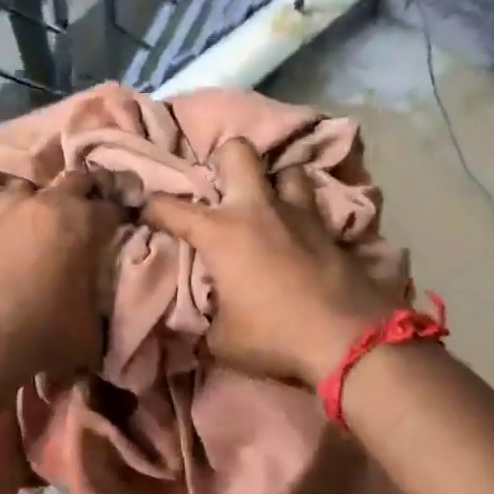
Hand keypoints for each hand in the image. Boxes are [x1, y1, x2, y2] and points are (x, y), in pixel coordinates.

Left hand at [0, 170, 122, 379]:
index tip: (125, 229)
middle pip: (75, 180)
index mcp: (84, 222)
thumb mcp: (92, 326)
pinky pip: (1, 212)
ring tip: (46, 221)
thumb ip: (100, 301)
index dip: (123, 217)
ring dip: (42, 199)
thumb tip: (99, 298)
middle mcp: (49, 206)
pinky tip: (14, 239)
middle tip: (92, 216)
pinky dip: (12, 220)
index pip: (115, 207)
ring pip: (31, 187)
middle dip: (87, 193)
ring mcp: (10, 213)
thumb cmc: (46, 330)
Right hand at [141, 138, 397, 387]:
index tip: (144, 212)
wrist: (349, 341)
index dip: (150, 208)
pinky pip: (314, 207)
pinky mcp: (332, 231)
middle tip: (221, 189)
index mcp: (221, 233)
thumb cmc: (274, 337)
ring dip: (274, 184)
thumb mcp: (222, 341)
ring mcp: (299, 215)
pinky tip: (300, 237)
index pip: (170, 208)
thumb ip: (206, 321)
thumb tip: (205, 321)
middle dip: (223, 162)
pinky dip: (303, 216)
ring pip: (286, 171)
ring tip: (269, 208)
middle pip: (237, 152)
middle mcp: (258, 210)